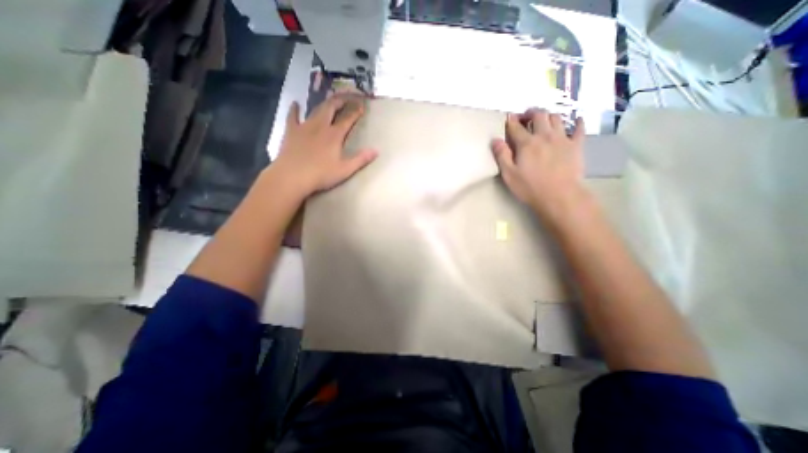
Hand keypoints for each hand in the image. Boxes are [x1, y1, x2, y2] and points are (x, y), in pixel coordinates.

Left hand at [273, 94, 377, 198]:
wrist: (292, 176)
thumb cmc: (321, 175)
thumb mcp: (345, 170)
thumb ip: (361, 159)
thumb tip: (376, 150)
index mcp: (334, 135)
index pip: (347, 120)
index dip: (355, 112)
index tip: (361, 106)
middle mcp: (320, 126)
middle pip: (331, 108)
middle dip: (340, 101)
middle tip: (347, 97)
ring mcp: (304, 127)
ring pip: (315, 110)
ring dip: (324, 103)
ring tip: (329, 100)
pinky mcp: (291, 131)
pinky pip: (292, 116)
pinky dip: (295, 109)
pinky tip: (296, 103)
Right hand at [492, 105, 587, 217]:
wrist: (560, 196)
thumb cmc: (530, 187)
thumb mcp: (509, 174)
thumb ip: (502, 156)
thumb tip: (495, 140)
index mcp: (526, 143)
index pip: (516, 126)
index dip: (511, 120)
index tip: (508, 118)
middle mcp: (544, 136)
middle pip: (538, 115)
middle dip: (530, 113)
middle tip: (526, 117)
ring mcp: (562, 139)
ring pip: (556, 118)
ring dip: (548, 116)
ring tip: (544, 120)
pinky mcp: (576, 145)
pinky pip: (579, 128)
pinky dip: (577, 122)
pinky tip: (576, 120)